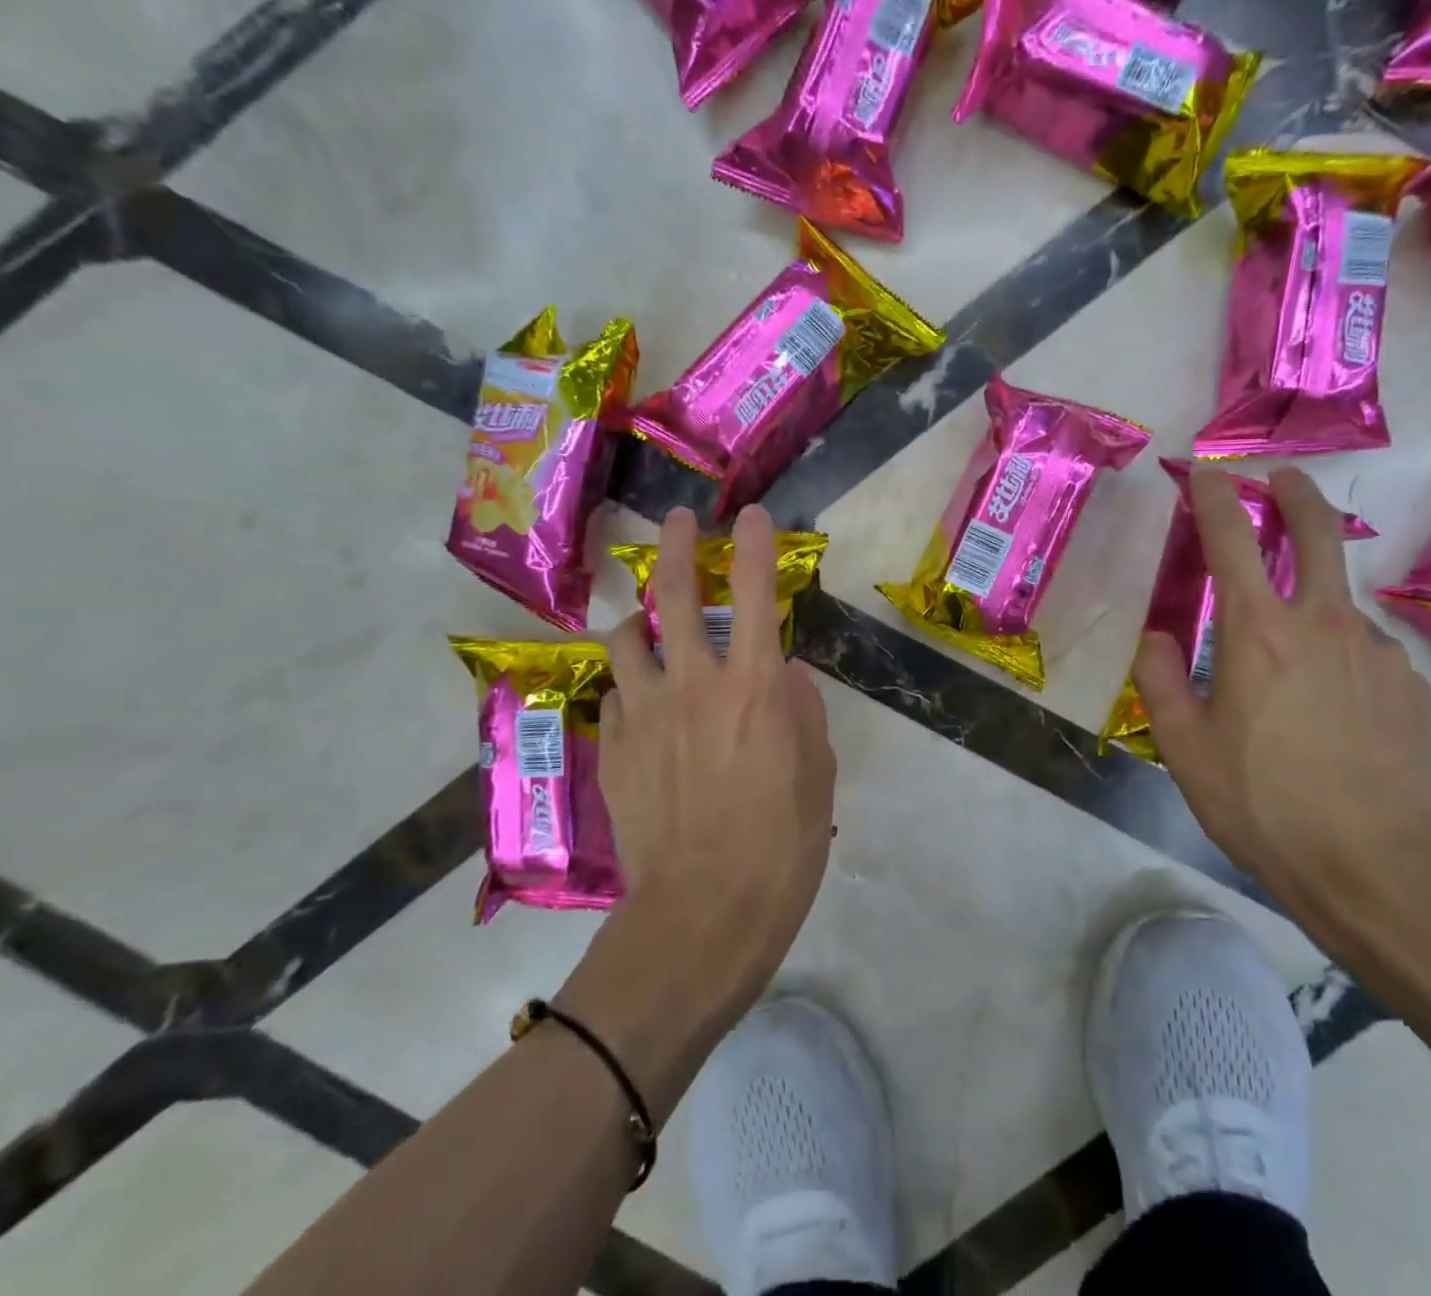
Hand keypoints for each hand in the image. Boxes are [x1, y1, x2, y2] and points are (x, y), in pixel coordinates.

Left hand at [598, 504, 836, 1018]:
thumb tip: (788, 675)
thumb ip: (803, 712)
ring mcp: (644, 714)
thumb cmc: (782, 846)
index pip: (758, 591)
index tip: (752, 515)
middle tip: (679, 522)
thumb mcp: (818, 774)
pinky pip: (615, 698)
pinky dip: (629, 689)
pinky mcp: (612, 749)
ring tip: (646, 624)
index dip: (755, 544)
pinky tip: (639, 707)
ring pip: (627, 637)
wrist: (703, 916)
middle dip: (679, 547)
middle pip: (677, 593)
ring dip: (639, 620)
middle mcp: (695, 683)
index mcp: (756, 685)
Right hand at [1131, 466, 1430, 930]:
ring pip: (1337, 606)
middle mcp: (1323, 623)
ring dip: (1310, 606)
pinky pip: (1364, 654)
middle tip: (1281, 478)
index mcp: (1257, 631)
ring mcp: (1377, 652)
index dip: (1213, 496)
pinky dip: (1338, 658)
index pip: (1231, 539)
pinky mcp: (1411, 686)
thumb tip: (1157, 636)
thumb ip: (1161, 679)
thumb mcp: (1183, 746)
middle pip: (1316, 533)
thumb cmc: (1263, 802)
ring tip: (1288, 670)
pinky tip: (1330, 713)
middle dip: (1295, 494)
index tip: (1205, 470)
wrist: (1378, 867)